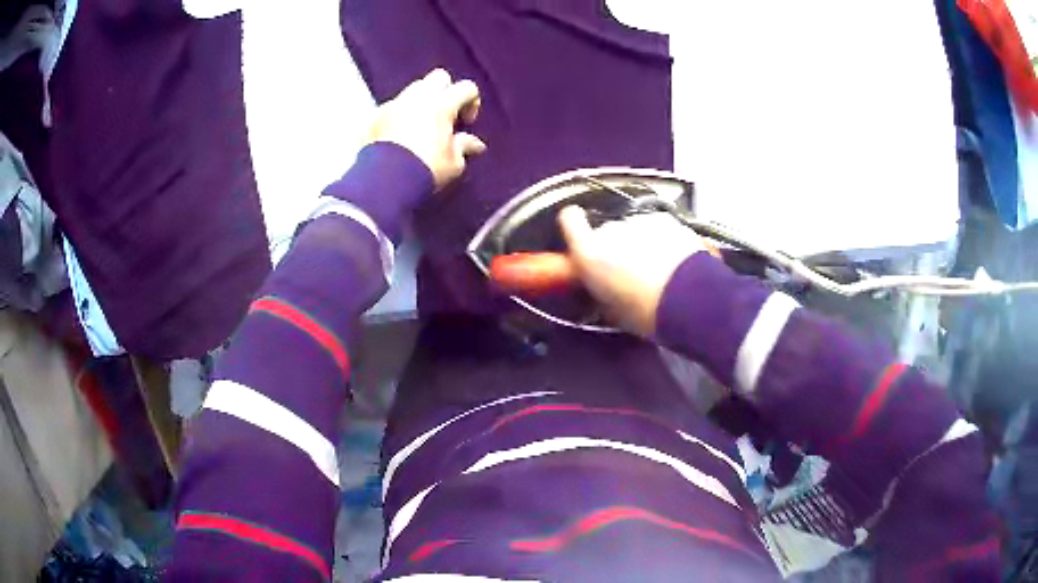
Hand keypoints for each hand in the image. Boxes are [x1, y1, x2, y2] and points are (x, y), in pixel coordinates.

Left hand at [367, 68, 486, 188]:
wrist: (385, 183)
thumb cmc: (425, 171)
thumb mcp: (454, 163)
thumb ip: (464, 146)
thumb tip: (475, 144)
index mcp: (442, 104)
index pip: (466, 88)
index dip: (472, 102)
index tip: (466, 122)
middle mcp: (418, 97)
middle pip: (438, 77)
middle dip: (445, 91)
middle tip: (445, 115)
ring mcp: (393, 104)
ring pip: (412, 90)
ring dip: (421, 101)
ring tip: (421, 124)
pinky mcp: (374, 116)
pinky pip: (390, 107)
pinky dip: (398, 116)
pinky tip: (398, 135)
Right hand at [558, 206, 708, 336]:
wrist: (689, 299)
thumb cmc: (644, 312)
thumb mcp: (612, 310)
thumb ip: (601, 289)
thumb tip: (601, 288)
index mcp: (589, 253)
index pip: (569, 219)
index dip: (574, 224)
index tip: (581, 234)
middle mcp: (611, 230)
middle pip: (607, 230)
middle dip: (615, 245)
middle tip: (629, 270)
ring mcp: (640, 222)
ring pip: (634, 229)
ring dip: (640, 242)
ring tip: (657, 269)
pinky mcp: (666, 220)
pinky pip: (657, 228)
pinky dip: (663, 239)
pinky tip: (674, 260)